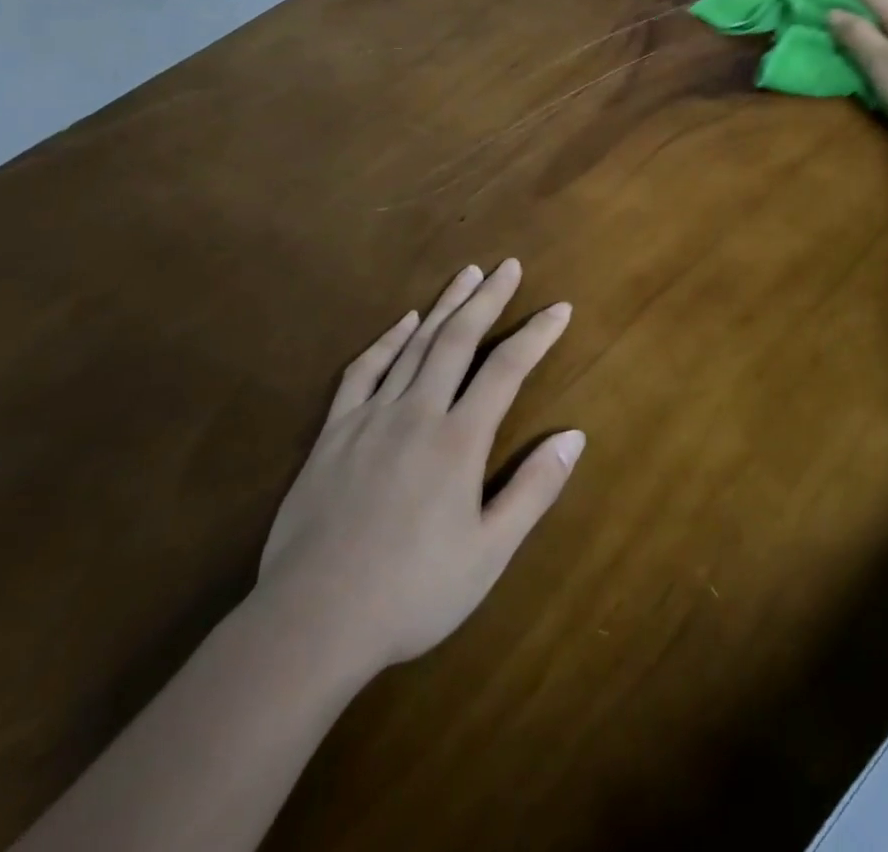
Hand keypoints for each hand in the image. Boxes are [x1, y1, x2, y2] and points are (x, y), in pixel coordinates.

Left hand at [256, 260, 583, 674]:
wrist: (312, 621)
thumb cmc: (412, 592)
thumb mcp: (489, 553)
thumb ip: (534, 490)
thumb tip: (575, 436)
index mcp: (459, 440)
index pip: (507, 369)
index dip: (536, 334)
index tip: (559, 307)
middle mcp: (417, 413)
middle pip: (458, 339)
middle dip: (487, 298)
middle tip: (507, 266)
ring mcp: (371, 417)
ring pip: (414, 345)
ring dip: (444, 306)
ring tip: (466, 274)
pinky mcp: (334, 432)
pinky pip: (363, 372)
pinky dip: (386, 341)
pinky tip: (403, 323)